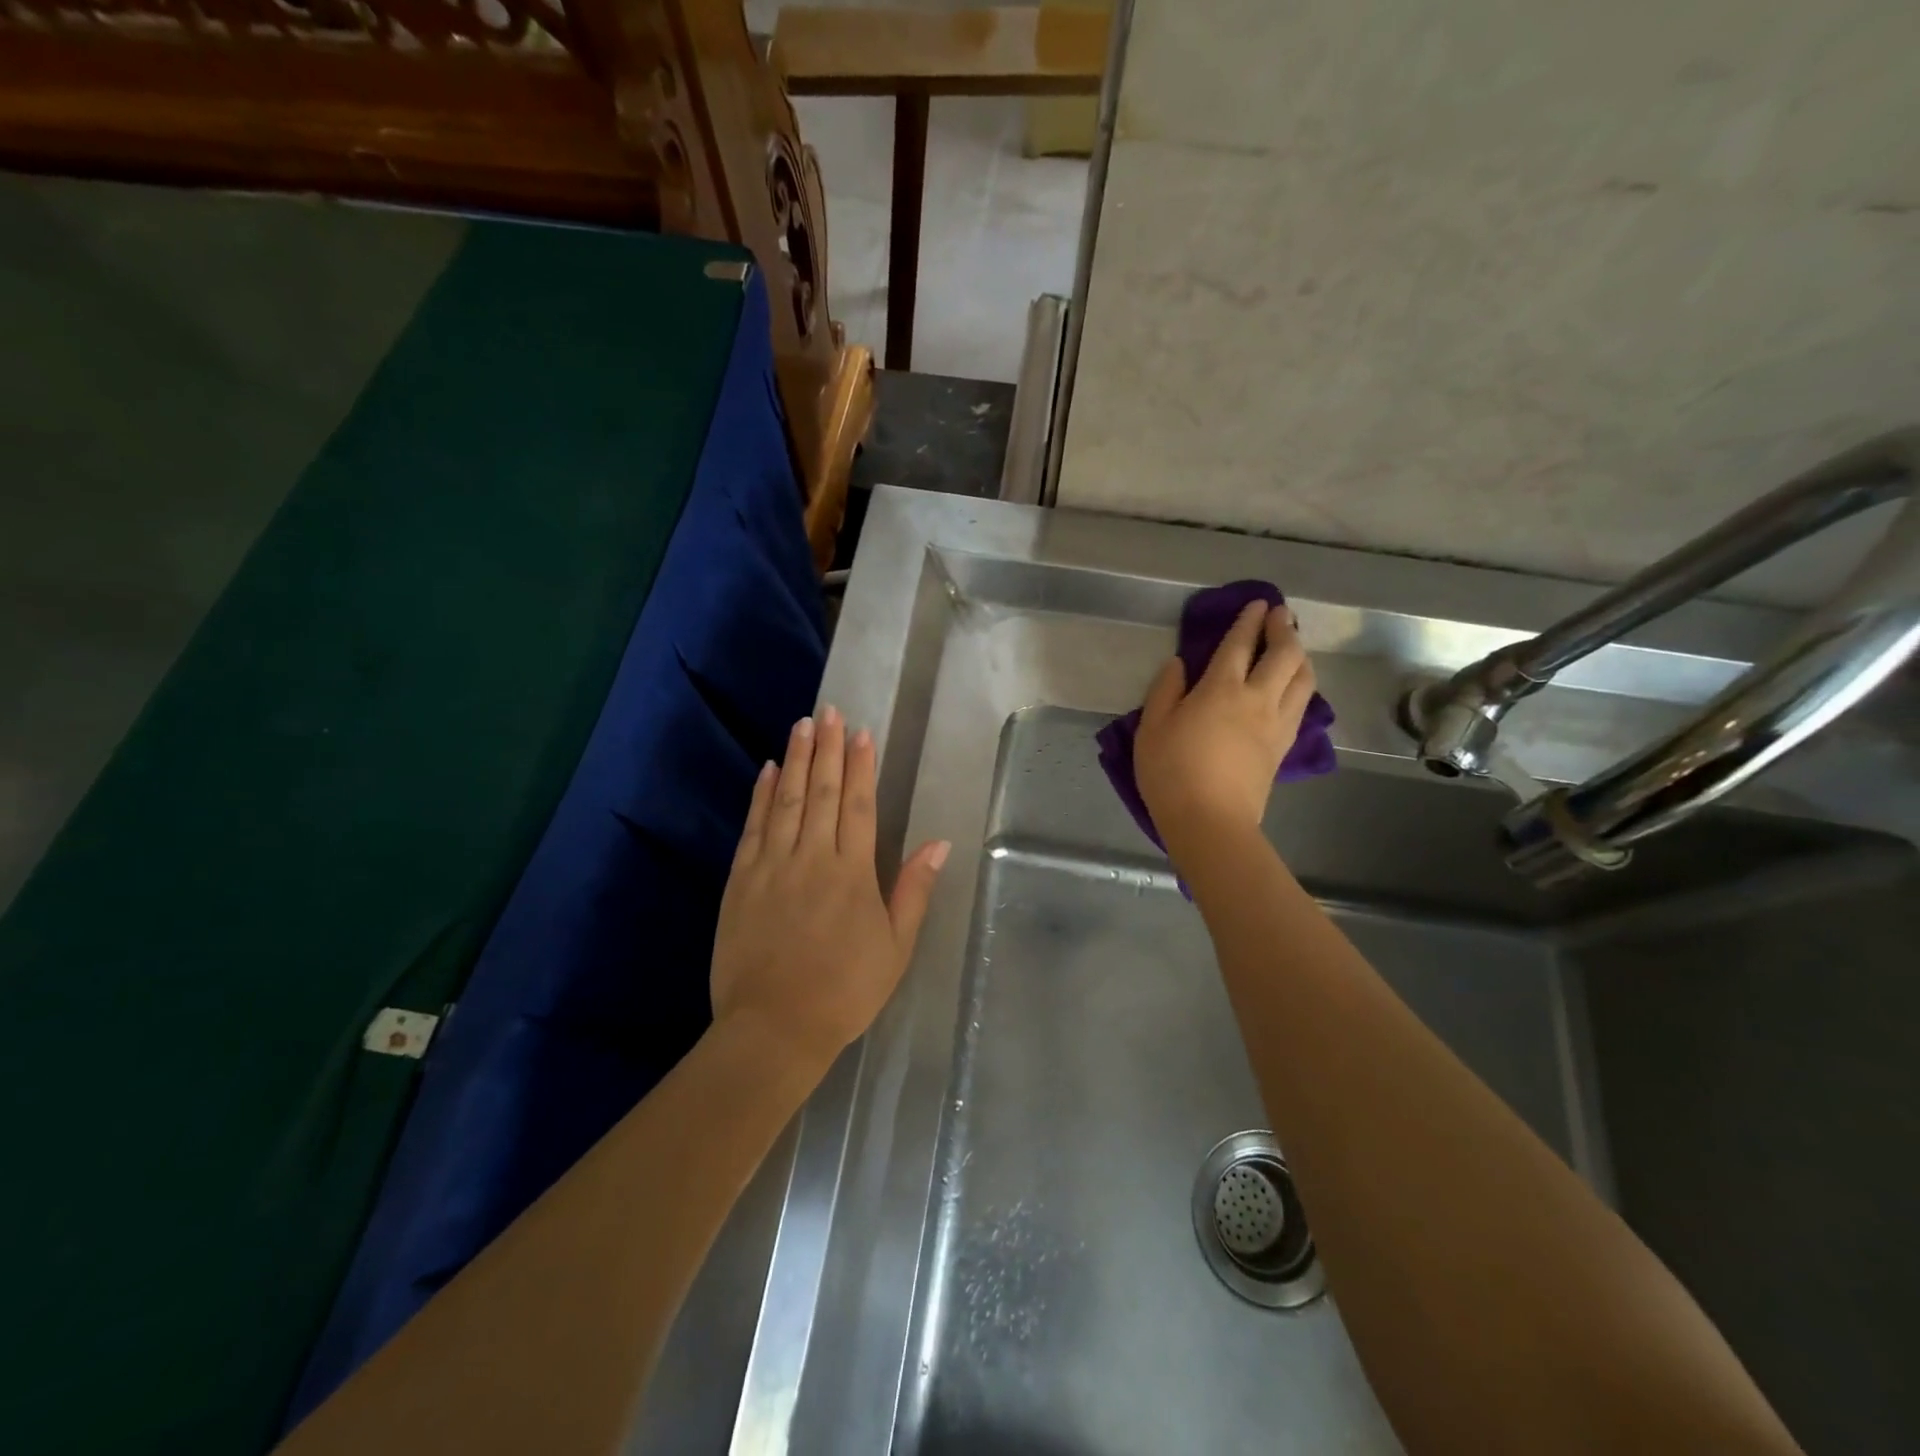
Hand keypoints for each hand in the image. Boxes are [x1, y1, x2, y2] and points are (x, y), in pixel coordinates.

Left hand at [711, 706, 949, 1069]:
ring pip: (787, 800)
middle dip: (828, 748)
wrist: (774, 1028)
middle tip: (831, 712)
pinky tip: (768, 770)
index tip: (862, 733)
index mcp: (853, 873)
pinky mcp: (741, 880)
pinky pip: (753, 827)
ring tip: (803, 724)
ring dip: (797, 759)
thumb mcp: (895, 947)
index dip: (861, 766)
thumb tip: (938, 843)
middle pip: (822, 792)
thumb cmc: (845, 990)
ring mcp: (772, 866)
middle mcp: (812, 857)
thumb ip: (914, 890)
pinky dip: (761, 795)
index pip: (858, 805)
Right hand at [1134, 601, 1317, 852]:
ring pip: (1303, 678)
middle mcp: (1257, 699)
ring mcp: (1276, 724)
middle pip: (1284, 654)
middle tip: (1280, 616)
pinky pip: (1302, 704)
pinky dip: (1302, 684)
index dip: (1249, 621)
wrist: (1210, 822)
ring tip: (1292, 647)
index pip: (1240, 644)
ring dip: (1300, 655)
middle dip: (1284, 629)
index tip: (1258, 603)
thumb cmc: (1171, 772)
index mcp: (1221, 689)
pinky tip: (1294, 685)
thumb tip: (1179, 664)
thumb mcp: (1151, 728)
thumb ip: (1165, 690)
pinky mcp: (1283, 747)